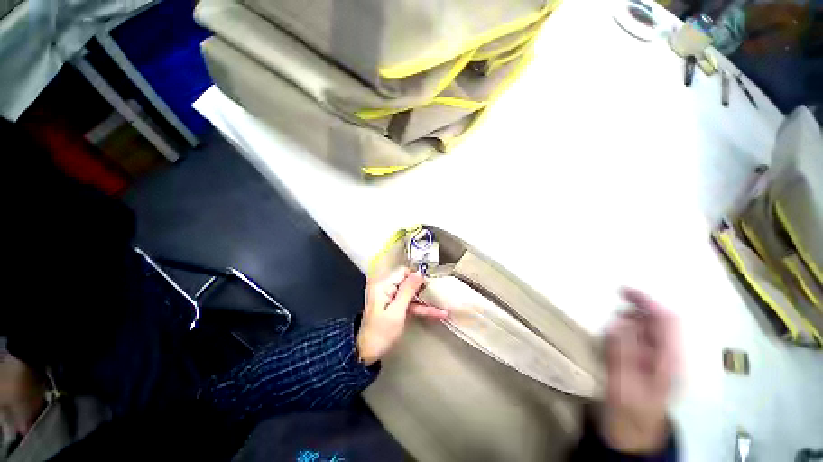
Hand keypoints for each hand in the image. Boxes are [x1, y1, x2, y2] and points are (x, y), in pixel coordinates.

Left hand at [357, 267, 447, 365]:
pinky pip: (408, 305)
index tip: (432, 282)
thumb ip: (407, 291)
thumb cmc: (381, 333)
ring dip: (425, 302)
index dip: (417, 276)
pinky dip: (420, 309)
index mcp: (382, 287)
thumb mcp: (397, 312)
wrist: (368, 351)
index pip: (402, 272)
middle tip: (440, 294)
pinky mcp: (392, 310)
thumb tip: (419, 273)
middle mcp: (384, 290)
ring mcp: (388, 301)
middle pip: (407, 283)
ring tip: (443, 309)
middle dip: (423, 289)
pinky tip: (436, 314)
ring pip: (410, 296)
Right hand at [602, 288, 679, 453]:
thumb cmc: (630, 421)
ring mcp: (661, 366)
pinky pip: (644, 348)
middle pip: (659, 325)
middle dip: (638, 314)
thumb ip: (621, 356)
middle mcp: (670, 359)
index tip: (624, 291)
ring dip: (633, 327)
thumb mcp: (623, 390)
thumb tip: (615, 323)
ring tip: (613, 330)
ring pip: (652, 335)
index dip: (648, 301)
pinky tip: (618, 347)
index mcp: (669, 361)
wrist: (634, 445)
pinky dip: (631, 341)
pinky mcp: (652, 373)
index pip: (665, 320)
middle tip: (615, 313)